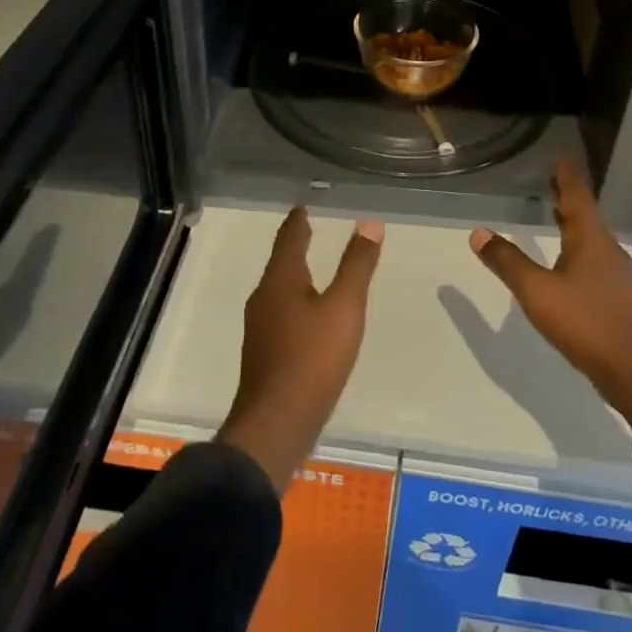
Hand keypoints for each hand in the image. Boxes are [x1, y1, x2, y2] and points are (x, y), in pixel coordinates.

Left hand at [216, 211, 382, 490]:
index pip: (289, 239)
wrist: (275, 425)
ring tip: (313, 268)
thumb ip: (357, 266)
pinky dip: (296, 301)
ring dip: (295, 274)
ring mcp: (262, 329)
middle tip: (310, 230)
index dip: (297, 221)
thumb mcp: (344, 308)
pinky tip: (309, 316)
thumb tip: (369, 222)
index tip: (303, 207)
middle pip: (281, 263)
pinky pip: (282, 314)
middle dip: (295, 246)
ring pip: (280, 290)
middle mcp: (265, 299)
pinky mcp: (266, 354)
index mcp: (281, 281)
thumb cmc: (312, 359)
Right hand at [469, 160, 631, 425]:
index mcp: (591, 240)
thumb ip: (508, 263)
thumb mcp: (538, 292)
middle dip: (568, 199)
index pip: (577, 197)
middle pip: (586, 216)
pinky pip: (594, 261)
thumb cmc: (587, 323)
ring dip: (573, 224)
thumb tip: (478, 233)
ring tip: (556, 215)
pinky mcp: (618, 299)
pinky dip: (578, 249)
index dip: (567, 177)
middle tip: (553, 181)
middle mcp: (607, 251)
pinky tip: (568, 265)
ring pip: (591, 240)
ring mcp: (616, 276)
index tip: (561, 158)